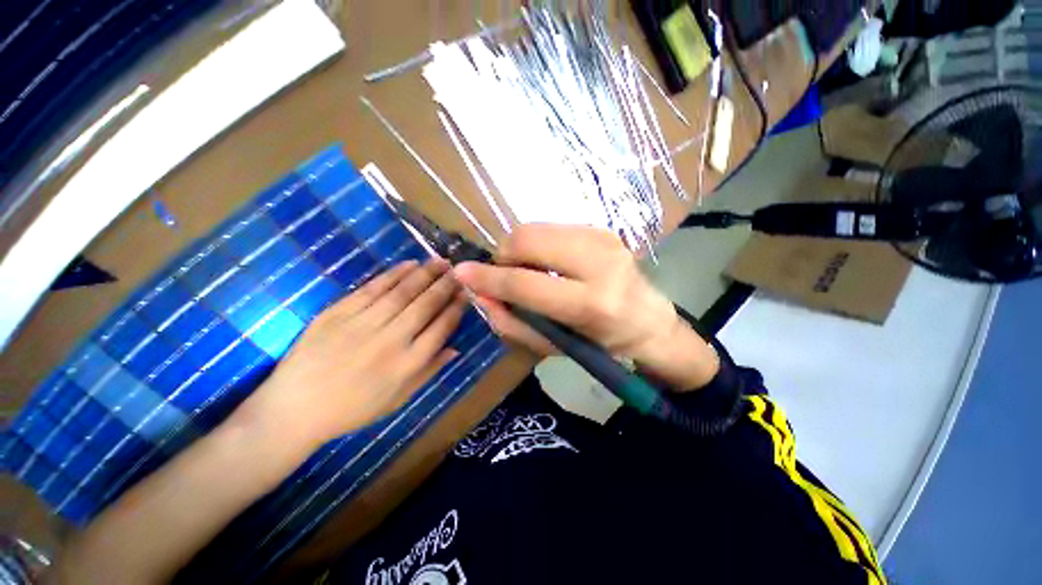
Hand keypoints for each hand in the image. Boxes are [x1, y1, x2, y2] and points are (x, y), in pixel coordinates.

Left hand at [239, 260, 465, 448]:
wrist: (295, 410)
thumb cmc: (353, 409)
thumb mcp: (398, 398)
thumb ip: (428, 372)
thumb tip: (455, 350)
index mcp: (407, 364)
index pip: (441, 327)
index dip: (456, 307)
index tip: (466, 293)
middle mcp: (390, 341)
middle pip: (425, 305)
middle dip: (445, 285)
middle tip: (458, 271)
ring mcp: (362, 325)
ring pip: (402, 293)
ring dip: (424, 274)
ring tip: (440, 262)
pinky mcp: (338, 314)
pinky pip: (371, 289)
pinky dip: (393, 275)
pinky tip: (409, 265)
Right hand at [453, 224, 718, 390]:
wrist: (648, 322)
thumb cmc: (601, 344)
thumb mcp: (553, 346)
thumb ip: (513, 322)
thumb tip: (481, 295)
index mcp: (592, 303)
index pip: (525, 282)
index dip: (488, 277)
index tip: (461, 273)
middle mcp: (600, 262)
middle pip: (528, 238)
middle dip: (504, 255)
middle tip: (506, 275)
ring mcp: (603, 238)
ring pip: (536, 228)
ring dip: (520, 249)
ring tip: (528, 270)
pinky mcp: (602, 228)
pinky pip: (551, 228)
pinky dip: (538, 245)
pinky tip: (548, 263)